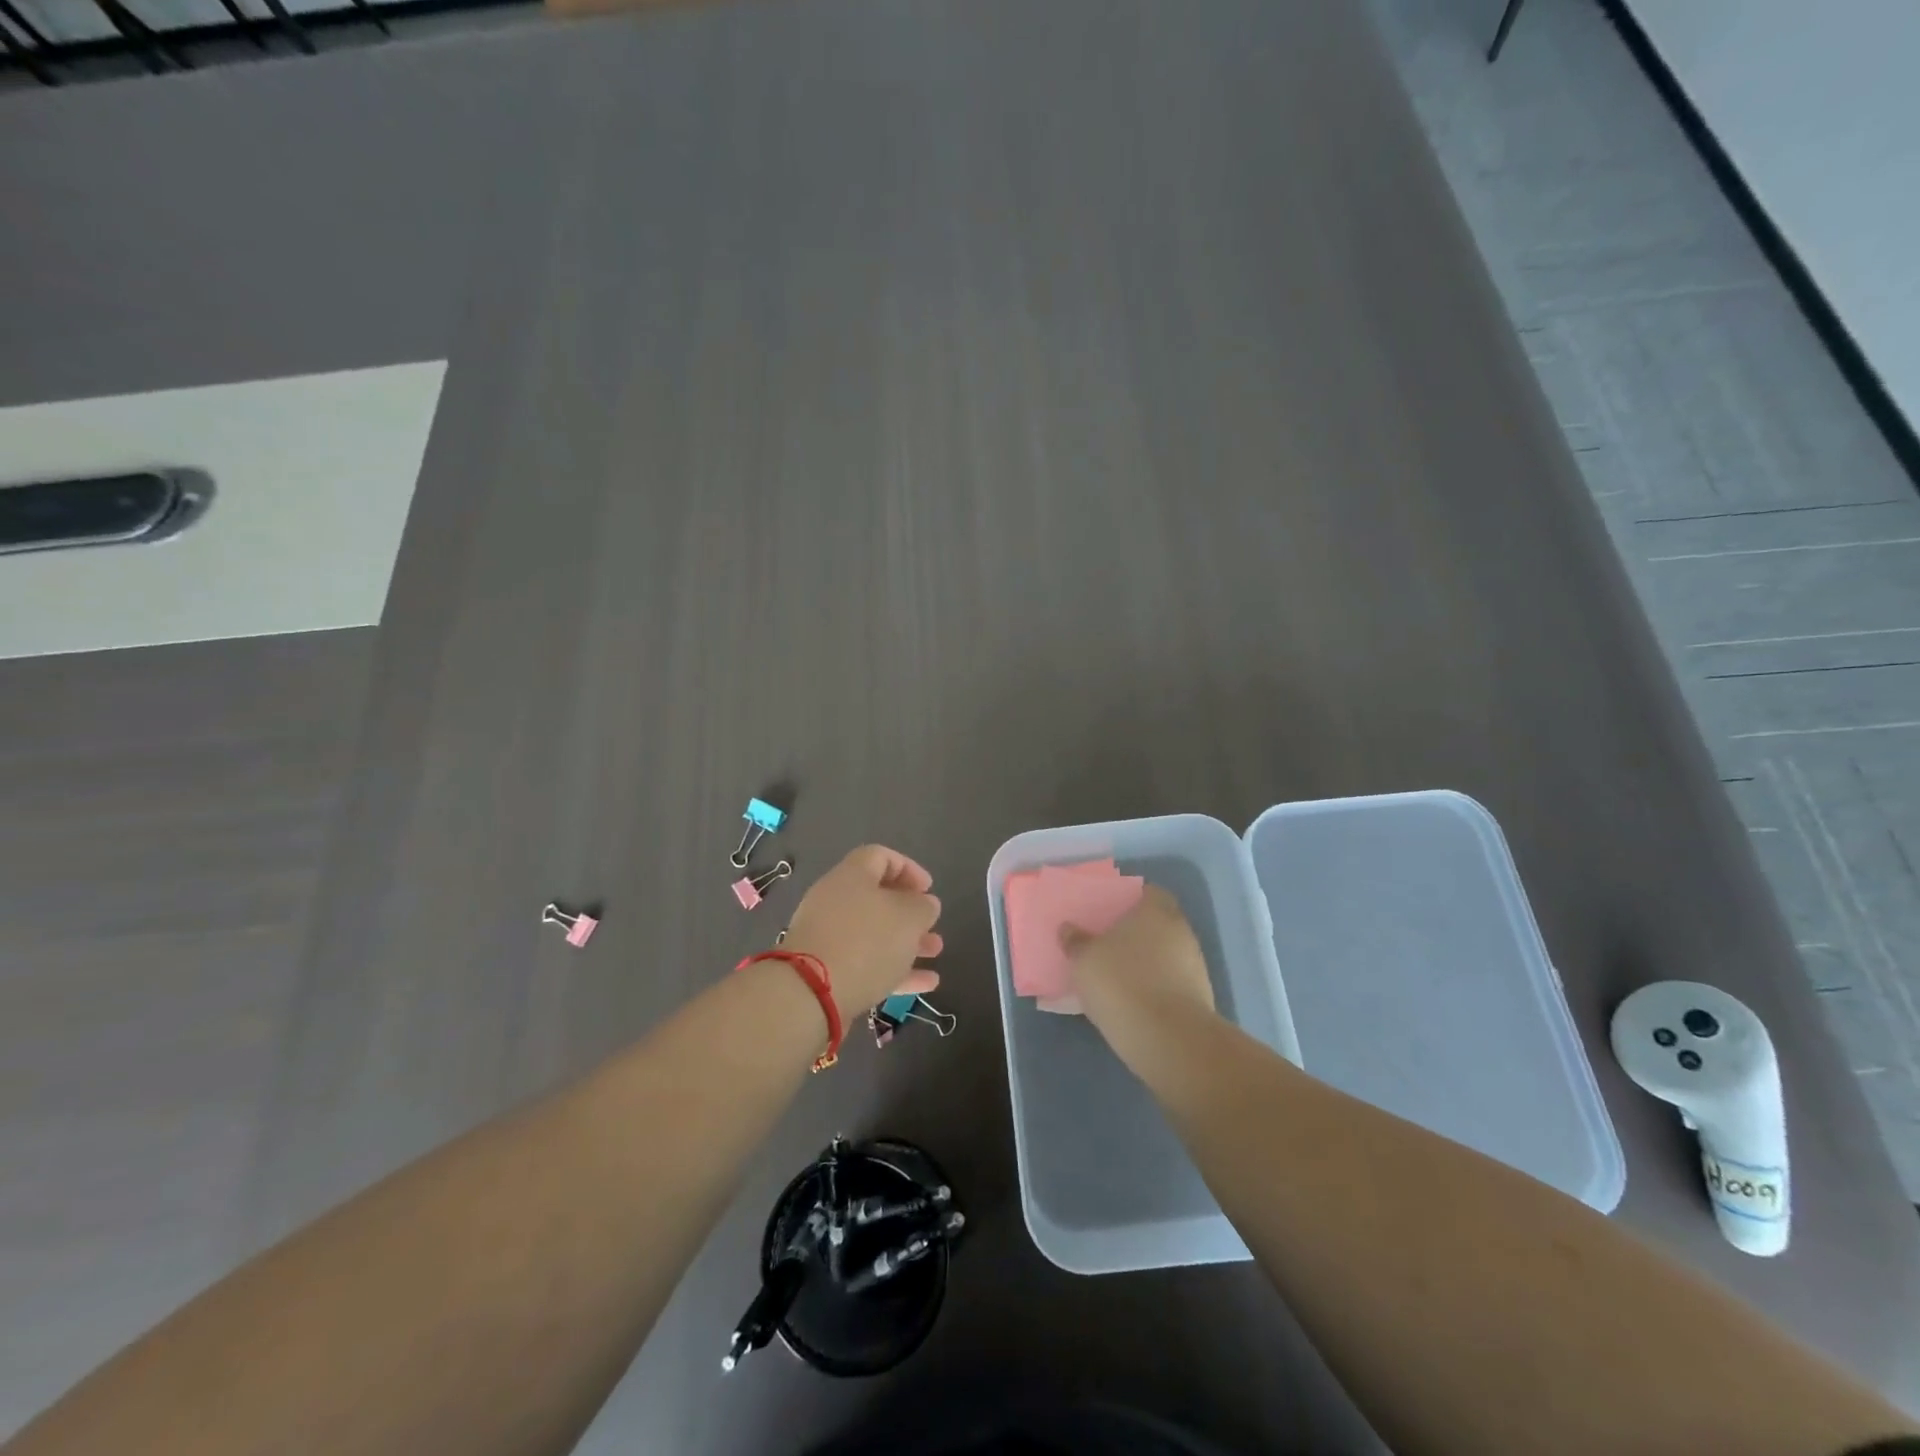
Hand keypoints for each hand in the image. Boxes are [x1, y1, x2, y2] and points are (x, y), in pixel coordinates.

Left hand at [781, 845, 942, 1017]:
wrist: (811, 994)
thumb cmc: (866, 941)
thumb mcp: (908, 917)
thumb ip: (923, 906)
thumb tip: (925, 904)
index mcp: (852, 876)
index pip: (880, 856)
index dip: (908, 868)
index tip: (929, 889)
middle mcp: (835, 901)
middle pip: (877, 897)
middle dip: (909, 911)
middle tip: (932, 924)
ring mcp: (829, 937)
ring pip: (874, 933)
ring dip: (906, 941)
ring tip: (935, 952)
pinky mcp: (827, 971)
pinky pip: (866, 963)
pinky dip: (895, 970)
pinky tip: (926, 984)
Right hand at [1062, 886, 1215, 1070]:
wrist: (1169, 1040)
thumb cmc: (1122, 983)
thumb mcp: (1084, 960)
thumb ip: (1076, 941)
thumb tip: (1069, 929)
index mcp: (1156, 910)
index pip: (1148, 892)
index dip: (1130, 899)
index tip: (1109, 911)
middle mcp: (1181, 931)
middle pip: (1157, 923)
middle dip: (1135, 932)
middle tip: (1107, 942)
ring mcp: (1194, 965)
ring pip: (1165, 954)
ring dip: (1146, 962)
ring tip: (1117, 975)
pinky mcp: (1199, 998)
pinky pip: (1170, 982)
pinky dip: (1154, 987)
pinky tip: (1133, 1001)